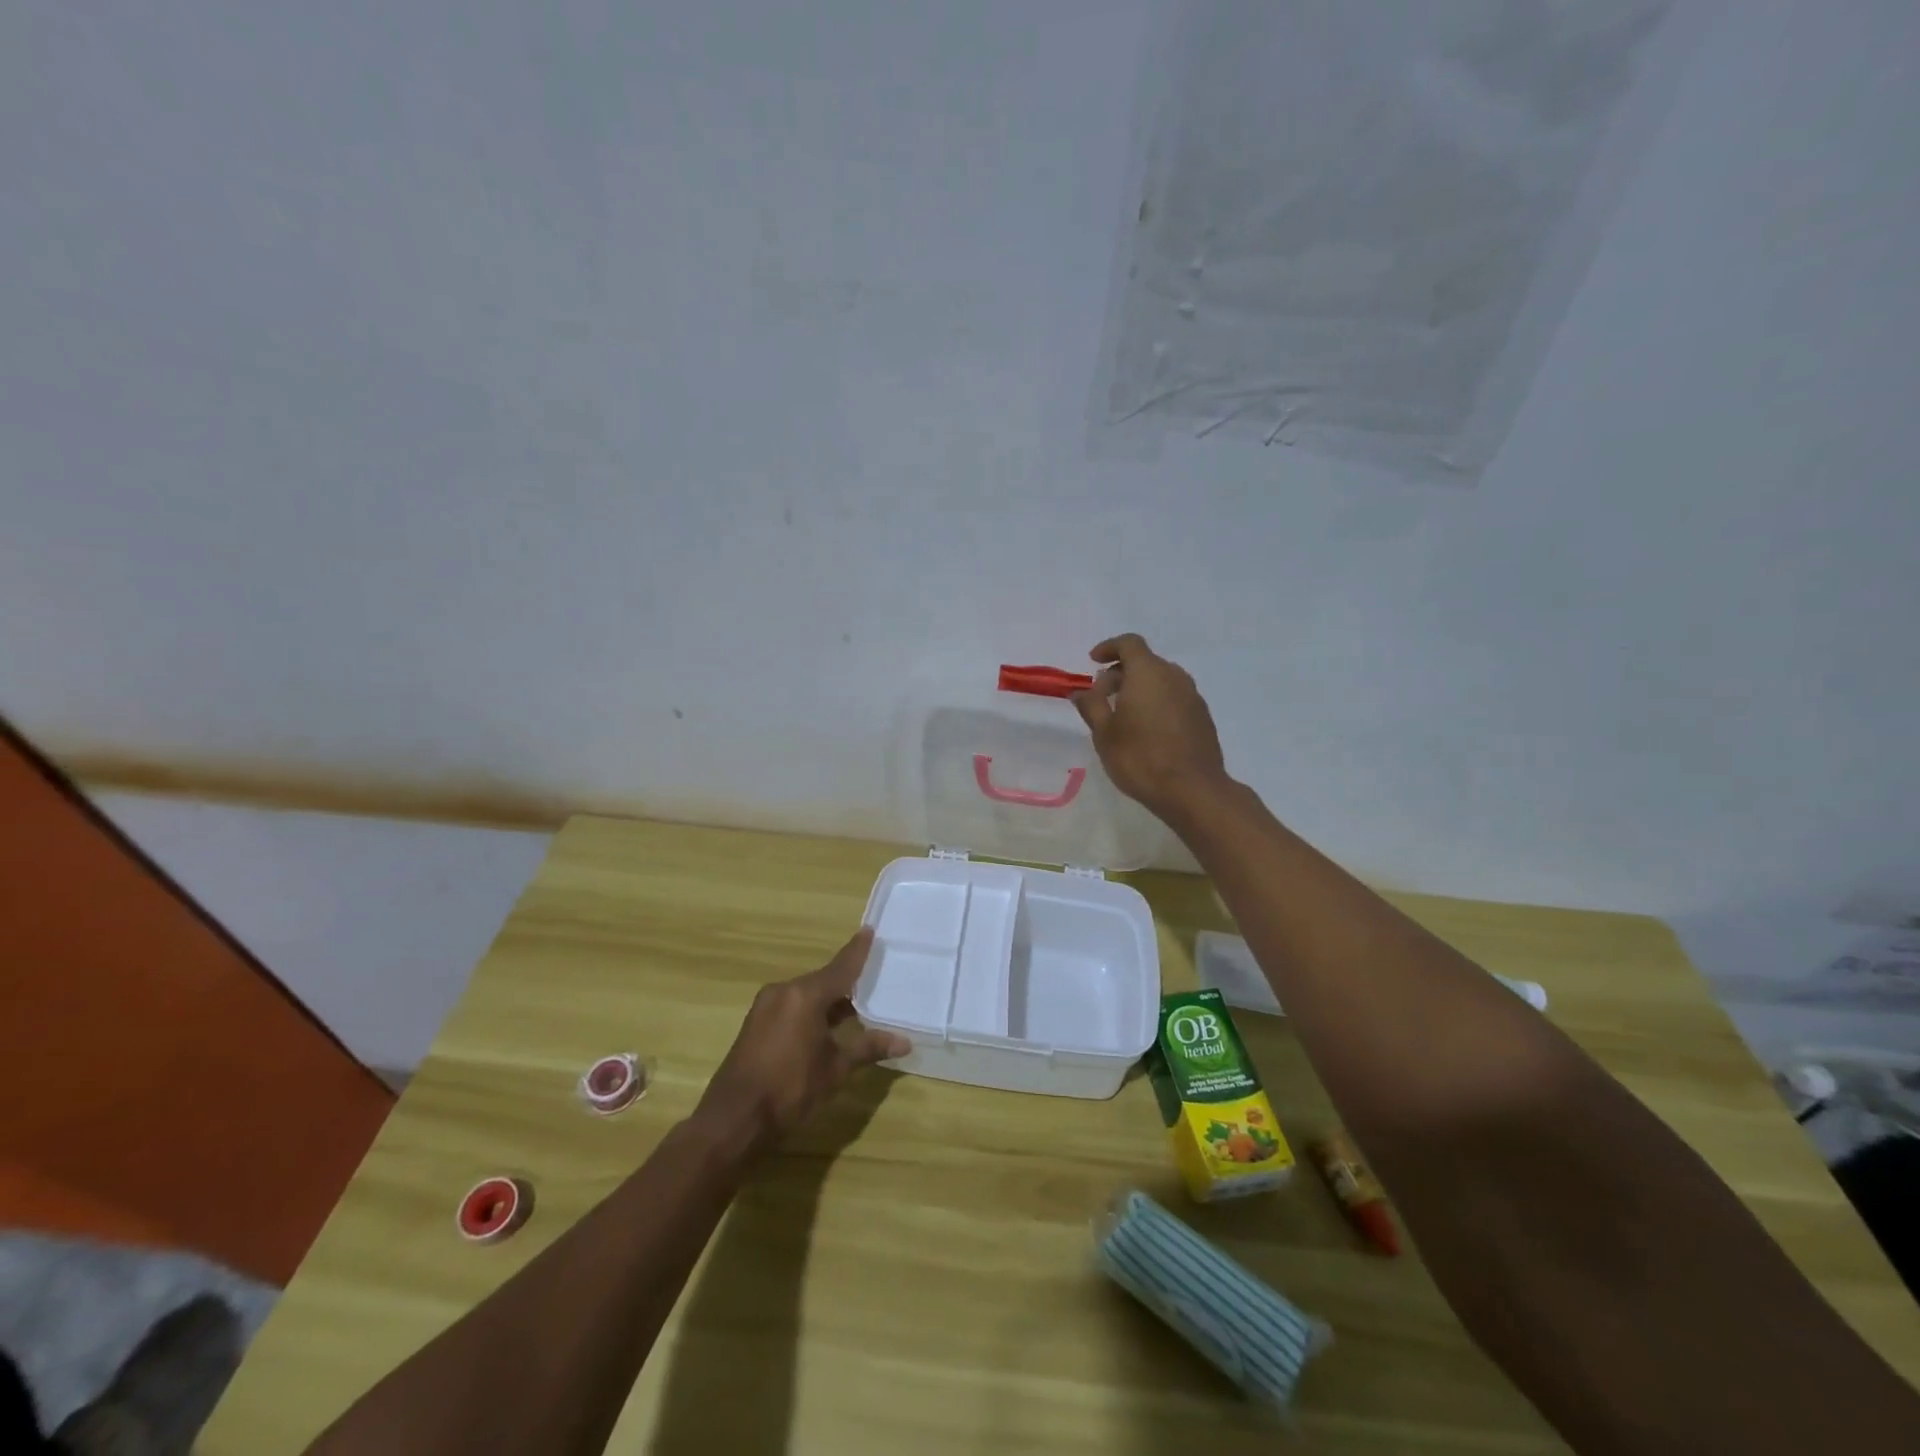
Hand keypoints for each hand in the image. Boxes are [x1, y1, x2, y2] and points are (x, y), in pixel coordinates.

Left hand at [694, 928, 907, 1154]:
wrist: (733, 1119)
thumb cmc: (790, 1089)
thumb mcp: (835, 1069)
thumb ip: (868, 1048)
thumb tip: (904, 1042)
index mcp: (805, 995)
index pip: (841, 967)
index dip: (858, 951)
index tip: (869, 930)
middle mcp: (784, 991)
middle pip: (823, 980)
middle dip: (848, 982)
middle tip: (874, 979)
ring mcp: (766, 1007)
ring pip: (807, 995)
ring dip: (829, 1001)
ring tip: (857, 1006)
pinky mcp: (756, 1024)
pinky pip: (792, 1007)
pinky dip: (811, 1012)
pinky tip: (827, 1026)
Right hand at [1071, 633, 1230, 819]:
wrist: (1193, 790)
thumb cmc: (1140, 758)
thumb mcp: (1104, 733)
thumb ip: (1091, 706)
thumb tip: (1081, 691)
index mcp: (1148, 673)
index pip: (1129, 643)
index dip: (1109, 647)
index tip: (1093, 662)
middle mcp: (1174, 677)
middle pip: (1145, 662)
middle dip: (1121, 672)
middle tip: (1102, 696)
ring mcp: (1192, 696)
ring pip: (1162, 680)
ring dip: (1140, 688)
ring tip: (1123, 715)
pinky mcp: (1202, 717)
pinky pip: (1174, 697)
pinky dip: (1157, 702)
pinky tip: (1147, 730)